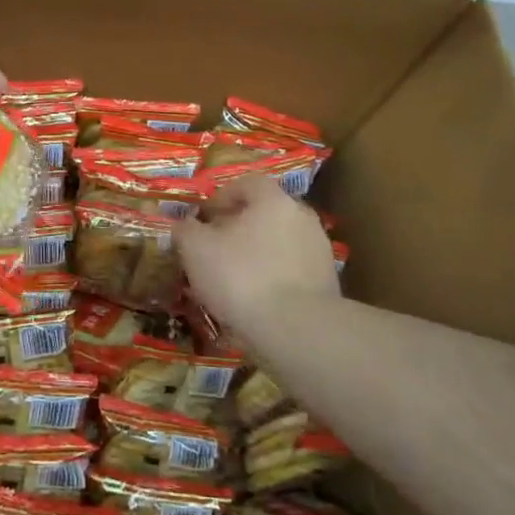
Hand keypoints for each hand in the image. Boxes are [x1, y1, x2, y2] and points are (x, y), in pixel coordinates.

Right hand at [176, 175, 339, 346]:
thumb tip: (186, 226)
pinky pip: (292, 273)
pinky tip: (257, 303)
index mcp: (273, 200)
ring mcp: (319, 251)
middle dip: (240, 229)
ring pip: (279, 245)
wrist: (298, 331)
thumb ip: (186, 230)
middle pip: (265, 214)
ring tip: (234, 282)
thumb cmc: (242, 277)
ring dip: (258, 256)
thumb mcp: (196, 249)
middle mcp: (302, 217)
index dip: (222, 197)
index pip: (247, 183)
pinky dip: (274, 281)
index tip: (204, 219)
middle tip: (216, 250)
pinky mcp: (328, 285)